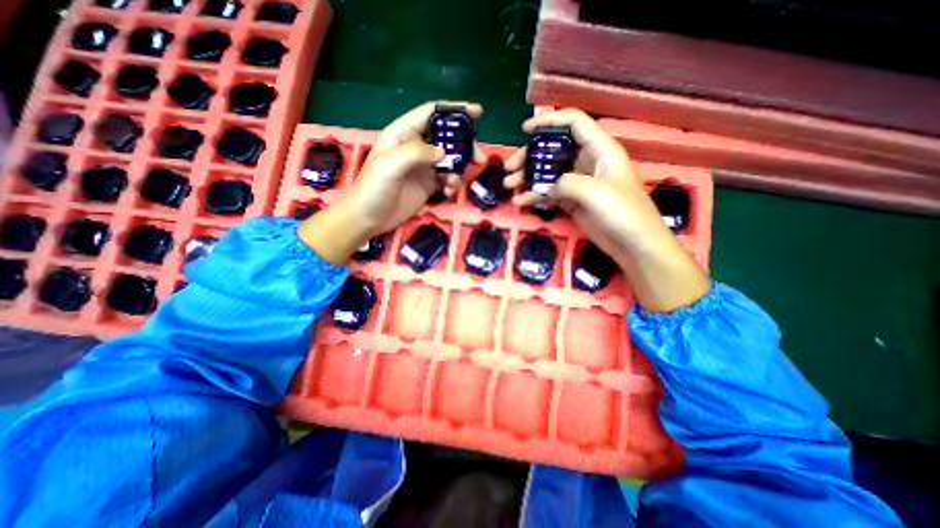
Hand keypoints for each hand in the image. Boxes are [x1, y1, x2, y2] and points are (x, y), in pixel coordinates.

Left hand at [298, 101, 488, 263]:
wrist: (368, 219)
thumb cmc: (372, 189)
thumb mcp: (389, 166)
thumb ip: (416, 154)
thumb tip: (443, 152)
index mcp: (403, 134)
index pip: (431, 114)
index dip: (454, 110)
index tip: (477, 112)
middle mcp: (416, 147)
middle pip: (446, 138)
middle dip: (465, 146)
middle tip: (480, 158)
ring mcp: (423, 167)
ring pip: (450, 160)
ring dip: (459, 169)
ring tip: (456, 182)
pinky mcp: (428, 185)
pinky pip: (447, 179)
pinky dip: (452, 184)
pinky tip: (448, 192)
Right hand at [502, 110, 708, 310]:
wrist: (634, 246)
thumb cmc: (624, 213)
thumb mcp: (596, 193)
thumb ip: (567, 183)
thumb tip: (547, 187)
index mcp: (600, 150)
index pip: (574, 123)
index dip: (550, 121)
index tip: (525, 130)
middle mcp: (588, 162)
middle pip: (554, 150)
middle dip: (530, 156)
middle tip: (509, 167)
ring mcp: (579, 184)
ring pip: (549, 173)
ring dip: (528, 177)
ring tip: (510, 185)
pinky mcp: (573, 202)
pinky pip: (550, 193)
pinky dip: (535, 196)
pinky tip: (521, 202)